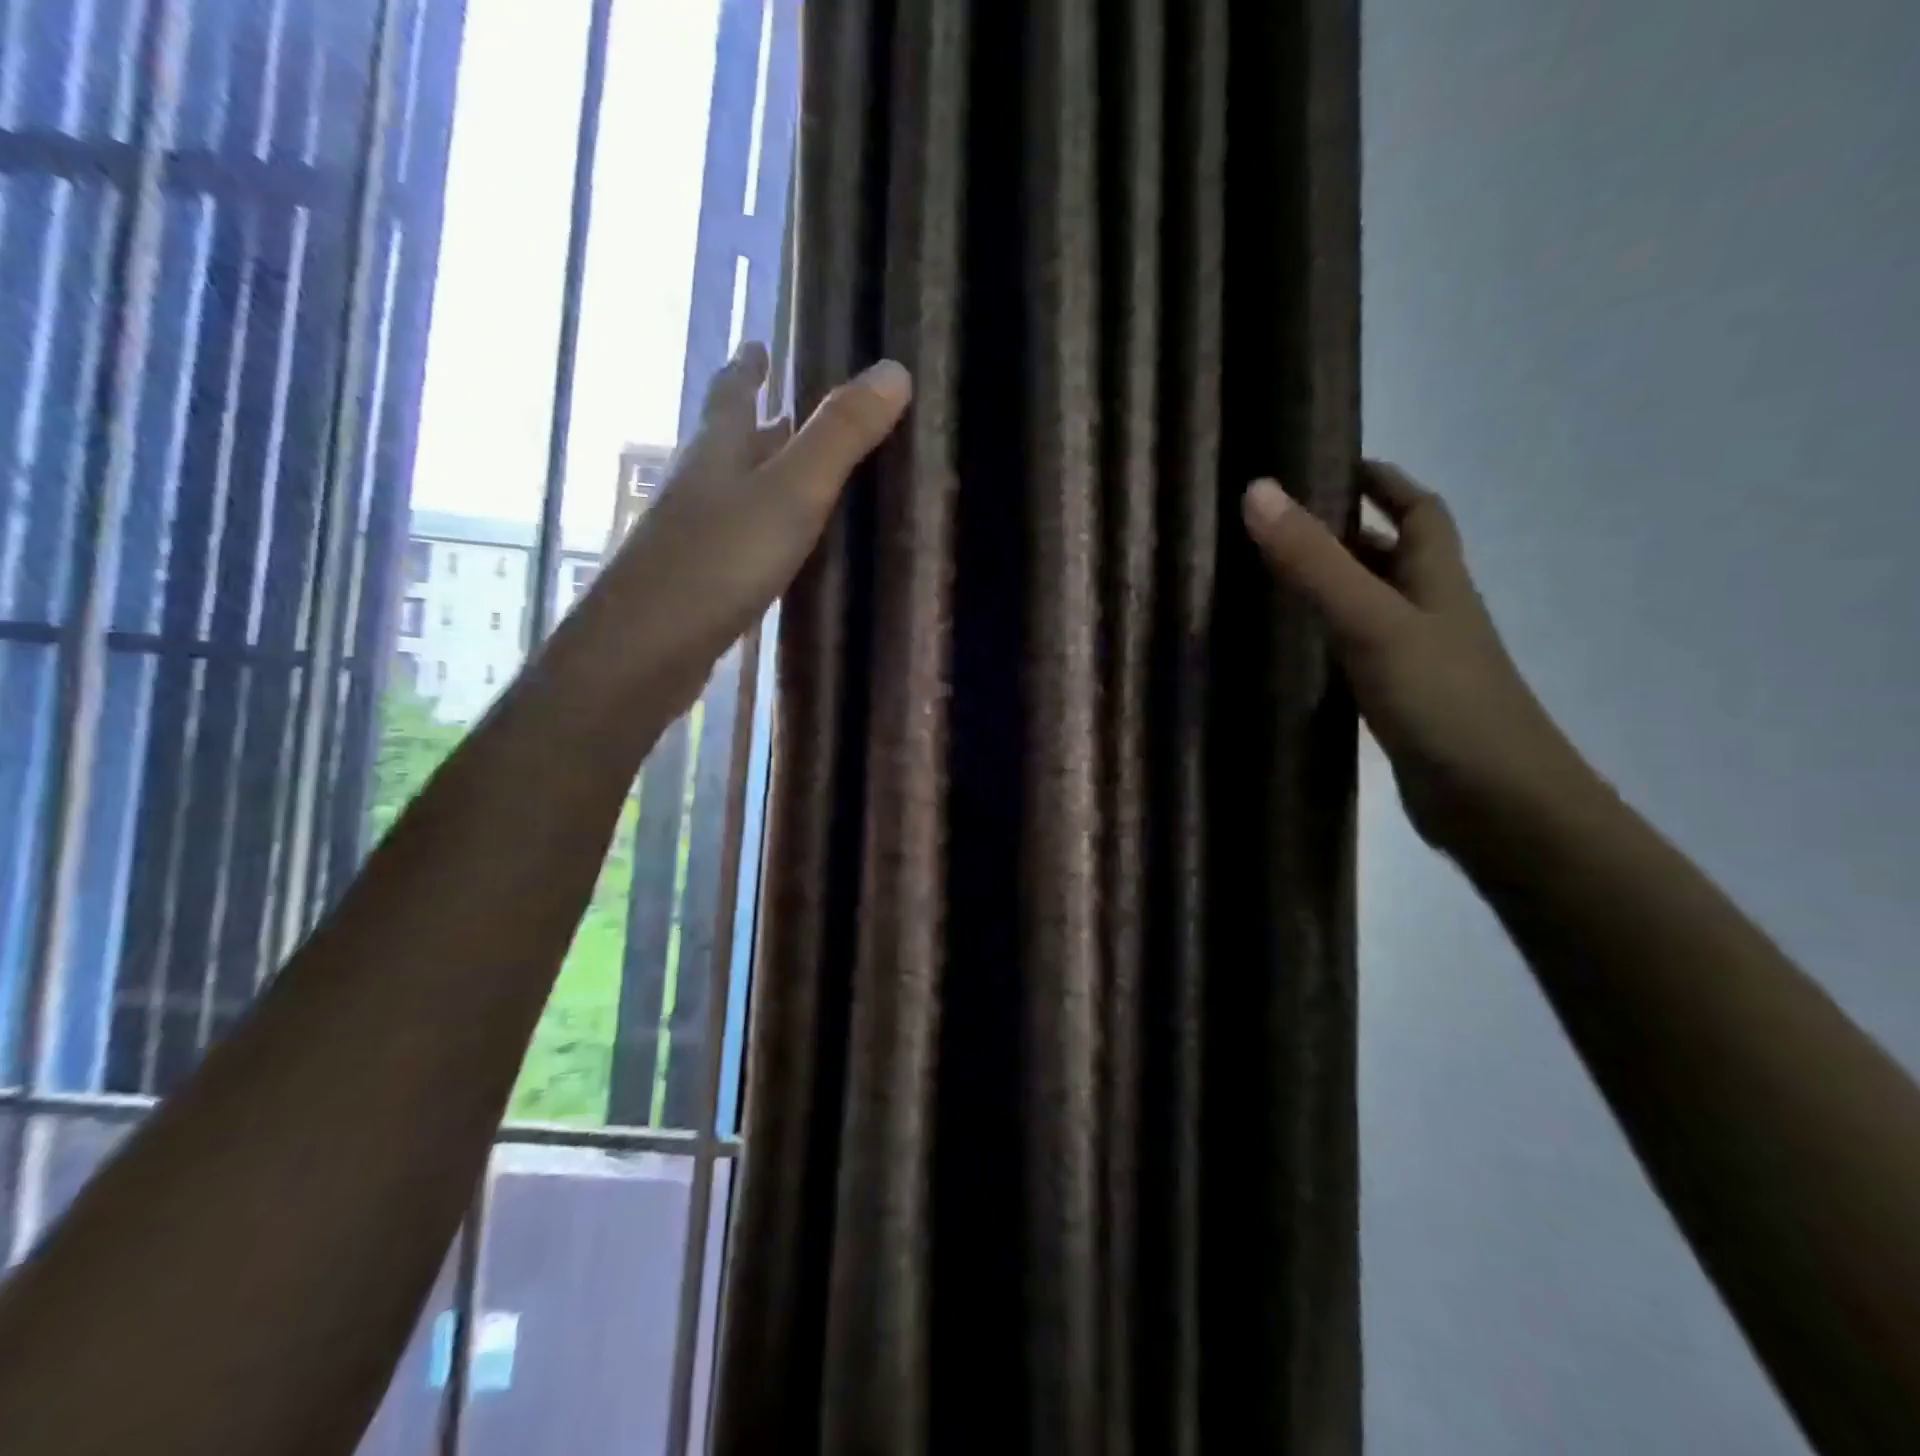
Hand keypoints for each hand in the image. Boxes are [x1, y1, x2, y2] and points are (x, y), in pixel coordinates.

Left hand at [588, 341, 912, 713]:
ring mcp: (694, 535)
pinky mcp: (698, 581)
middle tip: (791, 408)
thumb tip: (894, 369)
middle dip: (759, 421)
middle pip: (731, 441)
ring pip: (734, 491)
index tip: (758, 342)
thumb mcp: (792, 492)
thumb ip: (840, 436)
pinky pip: (737, 538)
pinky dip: (761, 529)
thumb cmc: (720, 559)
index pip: (732, 392)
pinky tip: (779, 547)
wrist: (649, 646)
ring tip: (795, 474)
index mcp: (718, 450)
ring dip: (760, 476)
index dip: (747, 366)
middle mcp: (700, 484)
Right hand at [1241, 463, 1586, 851]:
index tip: (1334, 462)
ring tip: (1270, 580)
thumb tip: (1258, 490)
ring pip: (1373, 608)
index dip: (1384, 481)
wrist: (1499, 805)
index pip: (1419, 510)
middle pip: (1394, 557)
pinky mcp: (1402, 707)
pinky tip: (1294, 654)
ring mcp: (1419, 664)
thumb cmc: (1443, 701)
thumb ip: (1314, 562)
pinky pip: (1360, 656)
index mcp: (1437, 580)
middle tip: (1279, 525)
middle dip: (1347, 532)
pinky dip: (1329, 642)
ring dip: (1333, 588)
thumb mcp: (1371, 621)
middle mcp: (1432, 614)